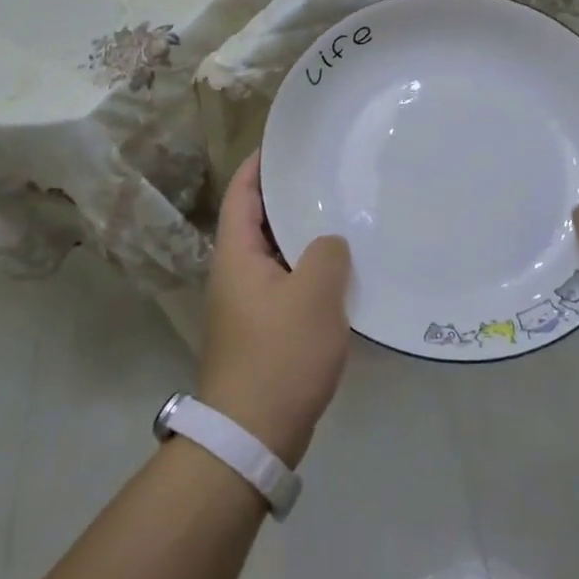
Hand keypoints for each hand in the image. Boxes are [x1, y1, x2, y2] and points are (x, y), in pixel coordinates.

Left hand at [198, 152, 352, 466]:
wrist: (253, 434)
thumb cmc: (280, 354)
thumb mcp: (314, 295)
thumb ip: (327, 253)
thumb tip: (329, 244)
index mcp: (236, 255)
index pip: (242, 194)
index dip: (259, 165)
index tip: (286, 144)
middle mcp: (236, 273)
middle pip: (258, 221)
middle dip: (289, 198)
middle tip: (328, 176)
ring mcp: (248, 304)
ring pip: (276, 255)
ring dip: (303, 237)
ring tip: (342, 216)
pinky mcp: (263, 330)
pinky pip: (287, 284)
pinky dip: (309, 271)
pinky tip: (342, 272)